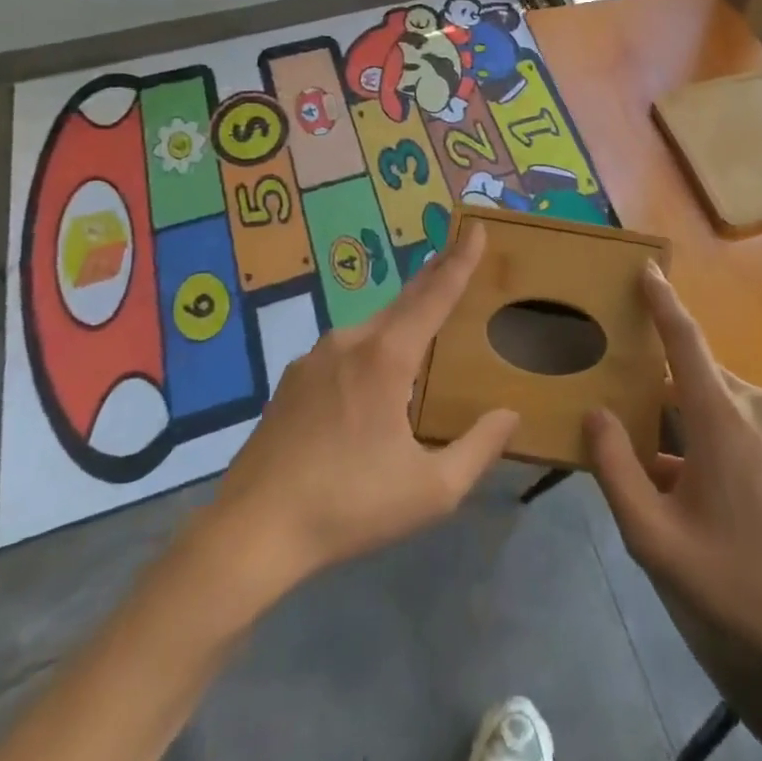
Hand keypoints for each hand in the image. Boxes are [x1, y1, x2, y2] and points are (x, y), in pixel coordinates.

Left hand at [193, 223, 516, 594]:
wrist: (251, 532)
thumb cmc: (349, 506)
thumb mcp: (431, 490)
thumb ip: (478, 448)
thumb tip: (510, 415)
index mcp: (387, 358)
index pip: (435, 296)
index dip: (460, 261)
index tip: (477, 228)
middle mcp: (350, 343)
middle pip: (404, 301)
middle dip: (434, 276)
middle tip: (457, 253)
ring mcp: (314, 359)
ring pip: (372, 328)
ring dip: (402, 319)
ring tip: (423, 326)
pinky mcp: (291, 381)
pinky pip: (344, 352)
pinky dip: (370, 350)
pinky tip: (371, 381)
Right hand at [584, 266, 761, 673]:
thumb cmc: (735, 580)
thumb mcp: (655, 537)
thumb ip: (616, 470)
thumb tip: (595, 414)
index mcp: (721, 416)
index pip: (684, 339)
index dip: (662, 300)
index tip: (646, 268)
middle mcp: (755, 406)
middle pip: (694, 373)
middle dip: (657, 379)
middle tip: (618, 397)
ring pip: (716, 399)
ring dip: (681, 415)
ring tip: (649, 450)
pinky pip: (739, 420)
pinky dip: (708, 431)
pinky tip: (690, 479)